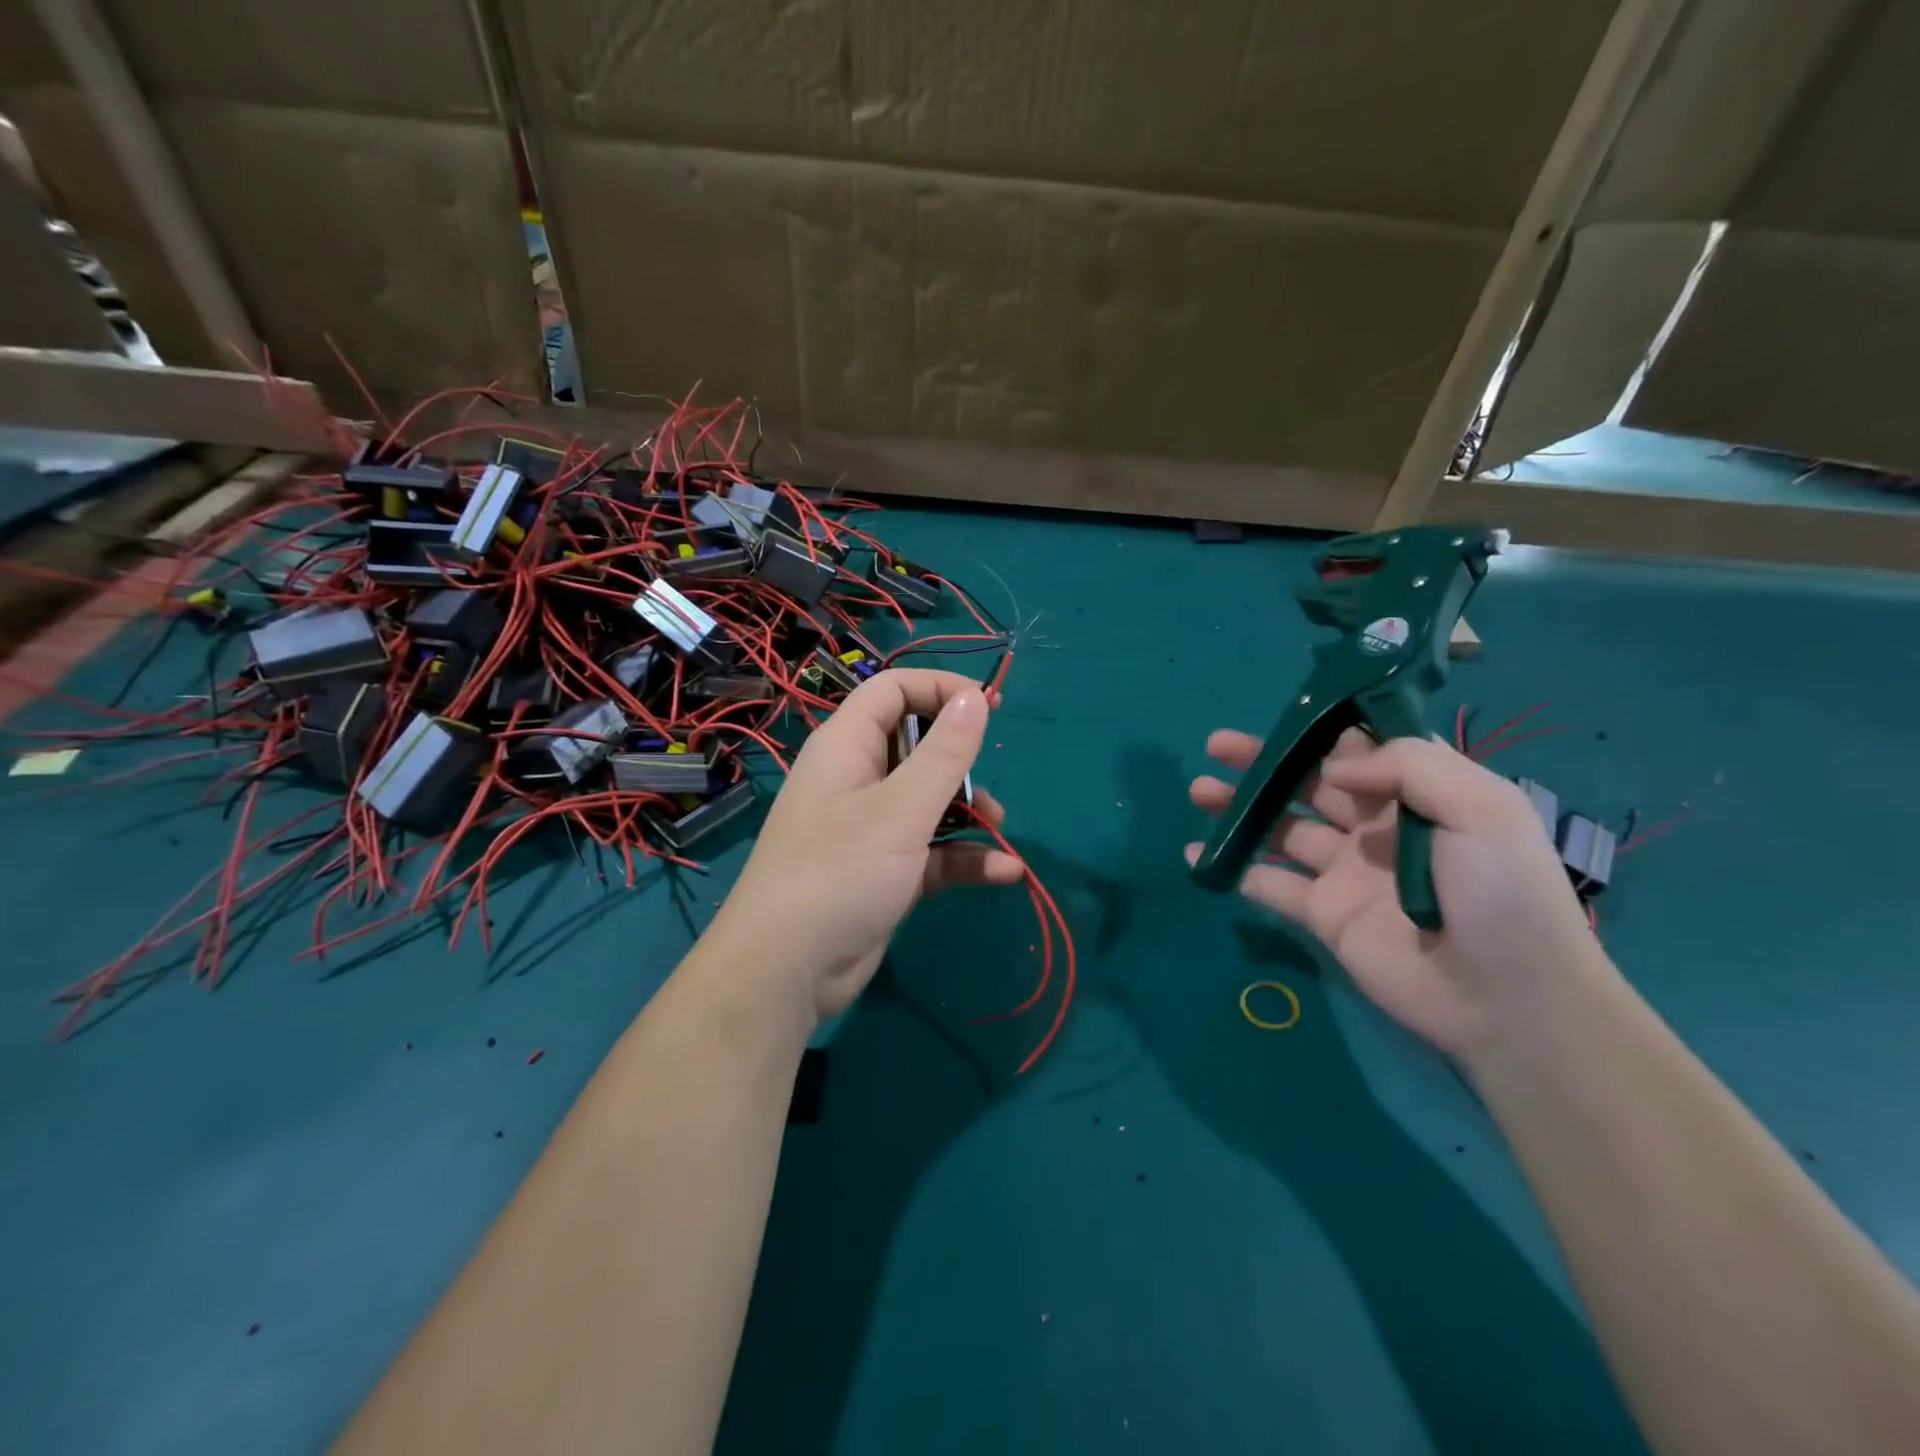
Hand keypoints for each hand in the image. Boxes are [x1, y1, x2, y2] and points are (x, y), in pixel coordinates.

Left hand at [711, 669, 1023, 1023]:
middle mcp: (857, 779)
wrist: (787, 971)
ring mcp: (870, 828)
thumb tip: (975, 697)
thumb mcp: (901, 809)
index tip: (988, 706)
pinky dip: (964, 857)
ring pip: (928, 800)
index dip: (940, 689)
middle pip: (916, 745)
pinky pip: (931, 850)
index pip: (893, 690)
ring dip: (968, 811)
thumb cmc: (840, 871)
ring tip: (1000, 828)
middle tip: (991, 773)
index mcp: (848, 746)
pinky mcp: (884, 871)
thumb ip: (944, 753)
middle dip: (959, 758)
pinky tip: (1005, 874)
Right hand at [1188, 728, 1613, 1058]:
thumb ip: (1408, 766)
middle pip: (1308, 785)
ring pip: (1280, 830)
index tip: (1284, 722)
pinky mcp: (1323, 915)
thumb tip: (1335, 763)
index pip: (1360, 752)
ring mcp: (1345, 873)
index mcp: (1418, 796)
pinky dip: (1234, 869)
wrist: (1508, 1000)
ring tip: (1199, 792)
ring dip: (1240, 809)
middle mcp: (1376, 829)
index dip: (1320, 734)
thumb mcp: (1482, 809)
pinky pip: (1269, 885)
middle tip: (1216, 747)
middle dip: (1263, 764)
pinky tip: (1198, 854)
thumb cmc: (1502, 894)